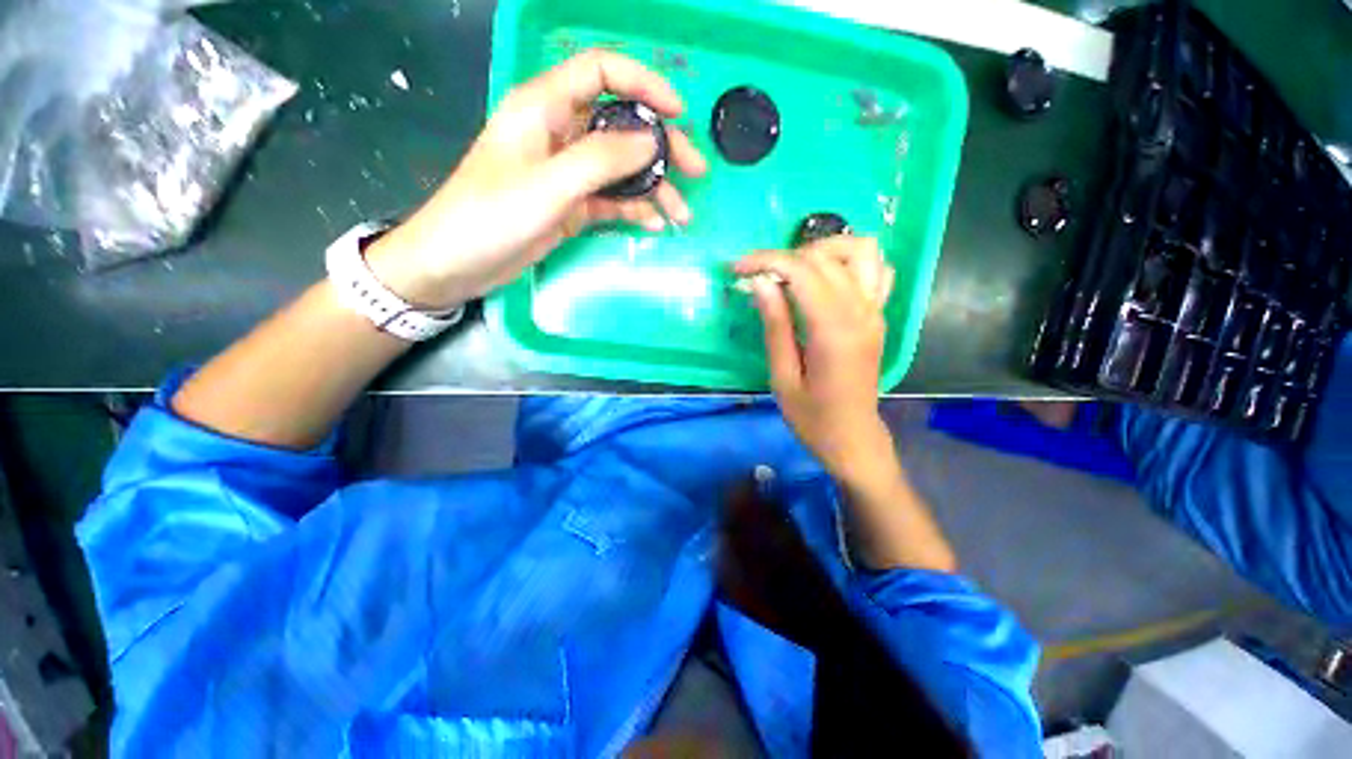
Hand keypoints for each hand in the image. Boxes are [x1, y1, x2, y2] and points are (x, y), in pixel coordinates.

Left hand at [367, 50, 708, 308]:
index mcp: (546, 107)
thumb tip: (651, 142)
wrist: (457, 263)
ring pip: (621, 169)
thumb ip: (601, 159)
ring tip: (681, 215)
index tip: (678, 113)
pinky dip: (634, 211)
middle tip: (696, 173)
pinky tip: (654, 226)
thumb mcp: (549, 184)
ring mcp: (567, 173)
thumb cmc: (492, 215)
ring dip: (654, 188)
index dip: (643, 84)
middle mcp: (561, 133)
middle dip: (661, 147)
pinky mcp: (571, 206)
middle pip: (621, 125)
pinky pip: (611, 201)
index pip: (602, 72)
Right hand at [735, 237, 895, 478]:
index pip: (801, 271)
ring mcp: (876, 311)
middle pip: (825, 257)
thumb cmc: (812, 416)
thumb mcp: (782, 376)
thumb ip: (775, 326)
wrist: (852, 437)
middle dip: (784, 256)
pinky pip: (876, 270)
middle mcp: (861, 312)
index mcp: (833, 330)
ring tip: (793, 271)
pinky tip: (825, 280)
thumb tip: (761, 283)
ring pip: (861, 250)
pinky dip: (850, 262)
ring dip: (823, 250)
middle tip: (757, 277)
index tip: (737, 268)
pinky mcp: (879, 316)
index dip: (765, 261)